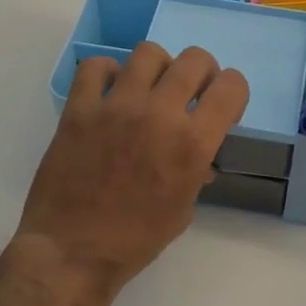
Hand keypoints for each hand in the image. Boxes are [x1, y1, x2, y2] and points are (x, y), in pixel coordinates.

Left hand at [18, 42, 248, 298]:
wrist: (72, 253)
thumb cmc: (135, 240)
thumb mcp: (183, 208)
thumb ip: (197, 170)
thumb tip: (200, 155)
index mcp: (193, 143)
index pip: (232, 86)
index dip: (233, 92)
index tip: (222, 107)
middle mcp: (160, 114)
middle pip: (195, 59)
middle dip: (202, 73)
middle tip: (191, 93)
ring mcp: (117, 106)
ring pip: (149, 52)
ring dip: (158, 68)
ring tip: (150, 88)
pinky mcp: (80, 108)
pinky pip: (96, 65)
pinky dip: (107, 72)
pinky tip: (110, 91)